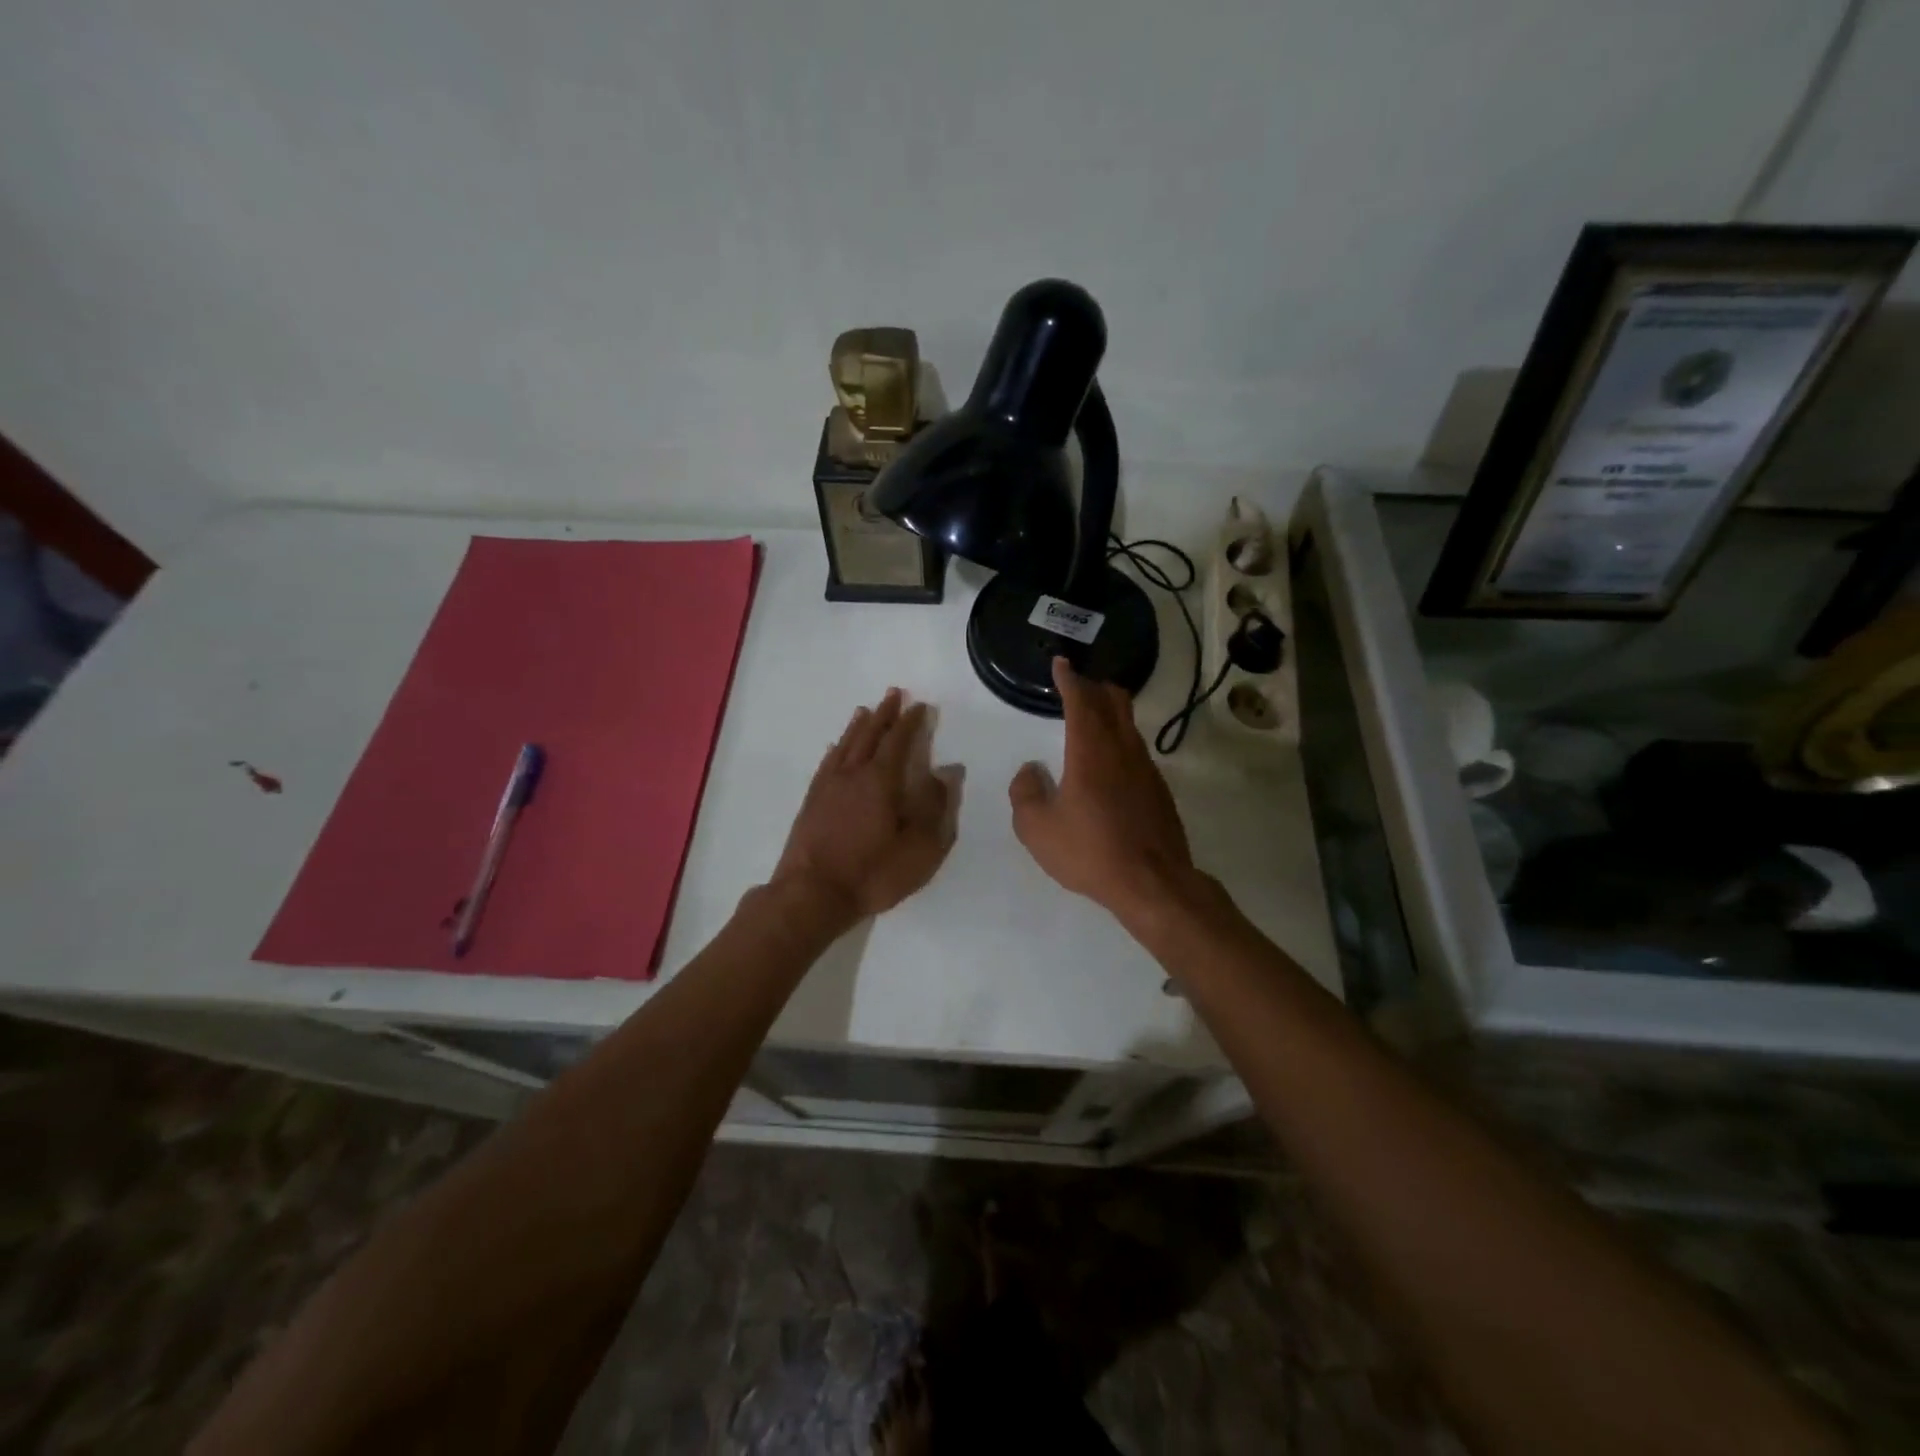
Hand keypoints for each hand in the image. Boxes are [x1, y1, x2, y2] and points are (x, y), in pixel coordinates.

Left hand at [773, 688, 952, 925]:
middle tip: (893, 694)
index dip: (910, 722)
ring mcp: (828, 786)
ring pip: (845, 745)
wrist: (812, 894)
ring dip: (858, 726)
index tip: (920, 706)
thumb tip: (946, 773)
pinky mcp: (811, 801)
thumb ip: (934, 808)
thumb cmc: (872, 873)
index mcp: (881, 781)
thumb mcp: (919, 848)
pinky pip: (827, 763)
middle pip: (869, 735)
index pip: (898, 741)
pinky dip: (836, 749)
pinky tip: (836, 747)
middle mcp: (852, 774)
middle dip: (884, 714)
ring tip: (866, 710)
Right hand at [1009, 658, 1195, 916]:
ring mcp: (1146, 768)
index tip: (1061, 664)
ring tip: (1092, 719)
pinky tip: (1109, 763)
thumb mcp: (1037, 829)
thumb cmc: (1089, 852)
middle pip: (1114, 701)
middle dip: (1094, 686)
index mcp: (1090, 751)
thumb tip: (1031, 771)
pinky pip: (1136, 750)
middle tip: (1077, 685)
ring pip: (1128, 724)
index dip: (1069, 679)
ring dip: (1110, 713)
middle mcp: (1122, 749)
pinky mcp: (1159, 789)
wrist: (1153, 883)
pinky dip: (1120, 741)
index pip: (1081, 700)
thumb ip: (1025, 794)